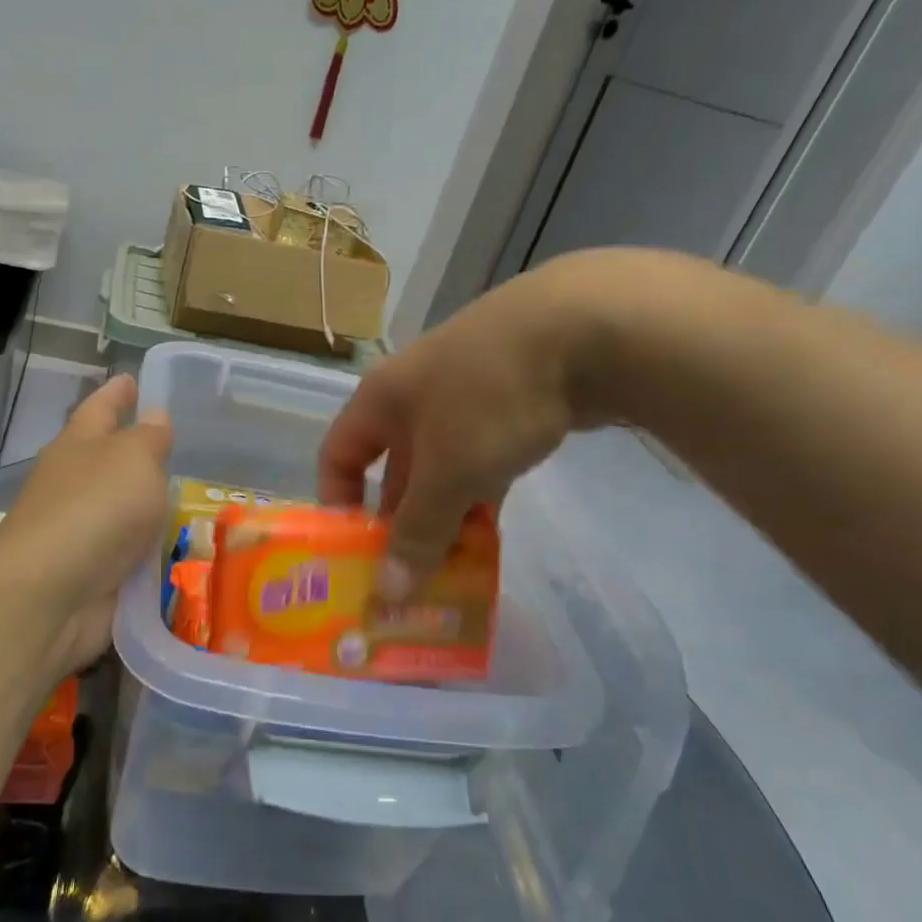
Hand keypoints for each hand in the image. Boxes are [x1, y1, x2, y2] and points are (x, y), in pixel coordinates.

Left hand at [0, 374, 171, 675]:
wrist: (51, 593)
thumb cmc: (94, 508)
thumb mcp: (134, 459)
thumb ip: (150, 437)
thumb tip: (155, 416)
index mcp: (78, 445)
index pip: (100, 407)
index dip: (118, 392)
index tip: (131, 378)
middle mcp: (74, 483)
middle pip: (108, 459)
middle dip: (136, 450)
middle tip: (178, 443)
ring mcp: (81, 530)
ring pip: (122, 508)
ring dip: (148, 504)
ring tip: (190, 497)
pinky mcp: (93, 571)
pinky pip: (131, 552)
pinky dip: (151, 549)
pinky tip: (181, 547)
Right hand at [319, 254, 629, 590]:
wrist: (585, 327)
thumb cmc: (489, 398)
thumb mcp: (447, 474)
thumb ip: (418, 532)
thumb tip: (389, 593)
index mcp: (381, 401)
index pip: (337, 455)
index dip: (338, 503)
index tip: (356, 554)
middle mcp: (414, 396)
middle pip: (394, 470)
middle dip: (402, 524)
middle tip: (414, 576)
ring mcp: (466, 397)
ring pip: (442, 469)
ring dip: (445, 516)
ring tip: (456, 567)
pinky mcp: (511, 402)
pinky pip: (481, 459)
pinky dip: (481, 495)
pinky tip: (493, 532)